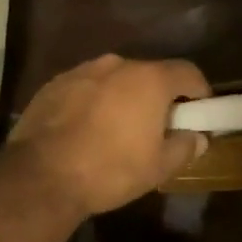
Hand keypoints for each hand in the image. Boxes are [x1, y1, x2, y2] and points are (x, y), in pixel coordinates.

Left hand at [6, 55, 210, 216]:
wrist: (41, 176)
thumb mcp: (159, 167)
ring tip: (119, 128)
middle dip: (159, 96)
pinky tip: (87, 130)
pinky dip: (94, 102)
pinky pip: (86, 88)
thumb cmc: (111, 170)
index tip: (200, 112)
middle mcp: (117, 65)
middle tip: (158, 126)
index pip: (188, 72)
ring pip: (115, 79)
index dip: (200, 91)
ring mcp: (81, 71)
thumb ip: (185, 147)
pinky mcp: (53, 85)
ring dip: (124, 97)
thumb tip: (198, 137)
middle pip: (150, 74)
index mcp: (149, 80)